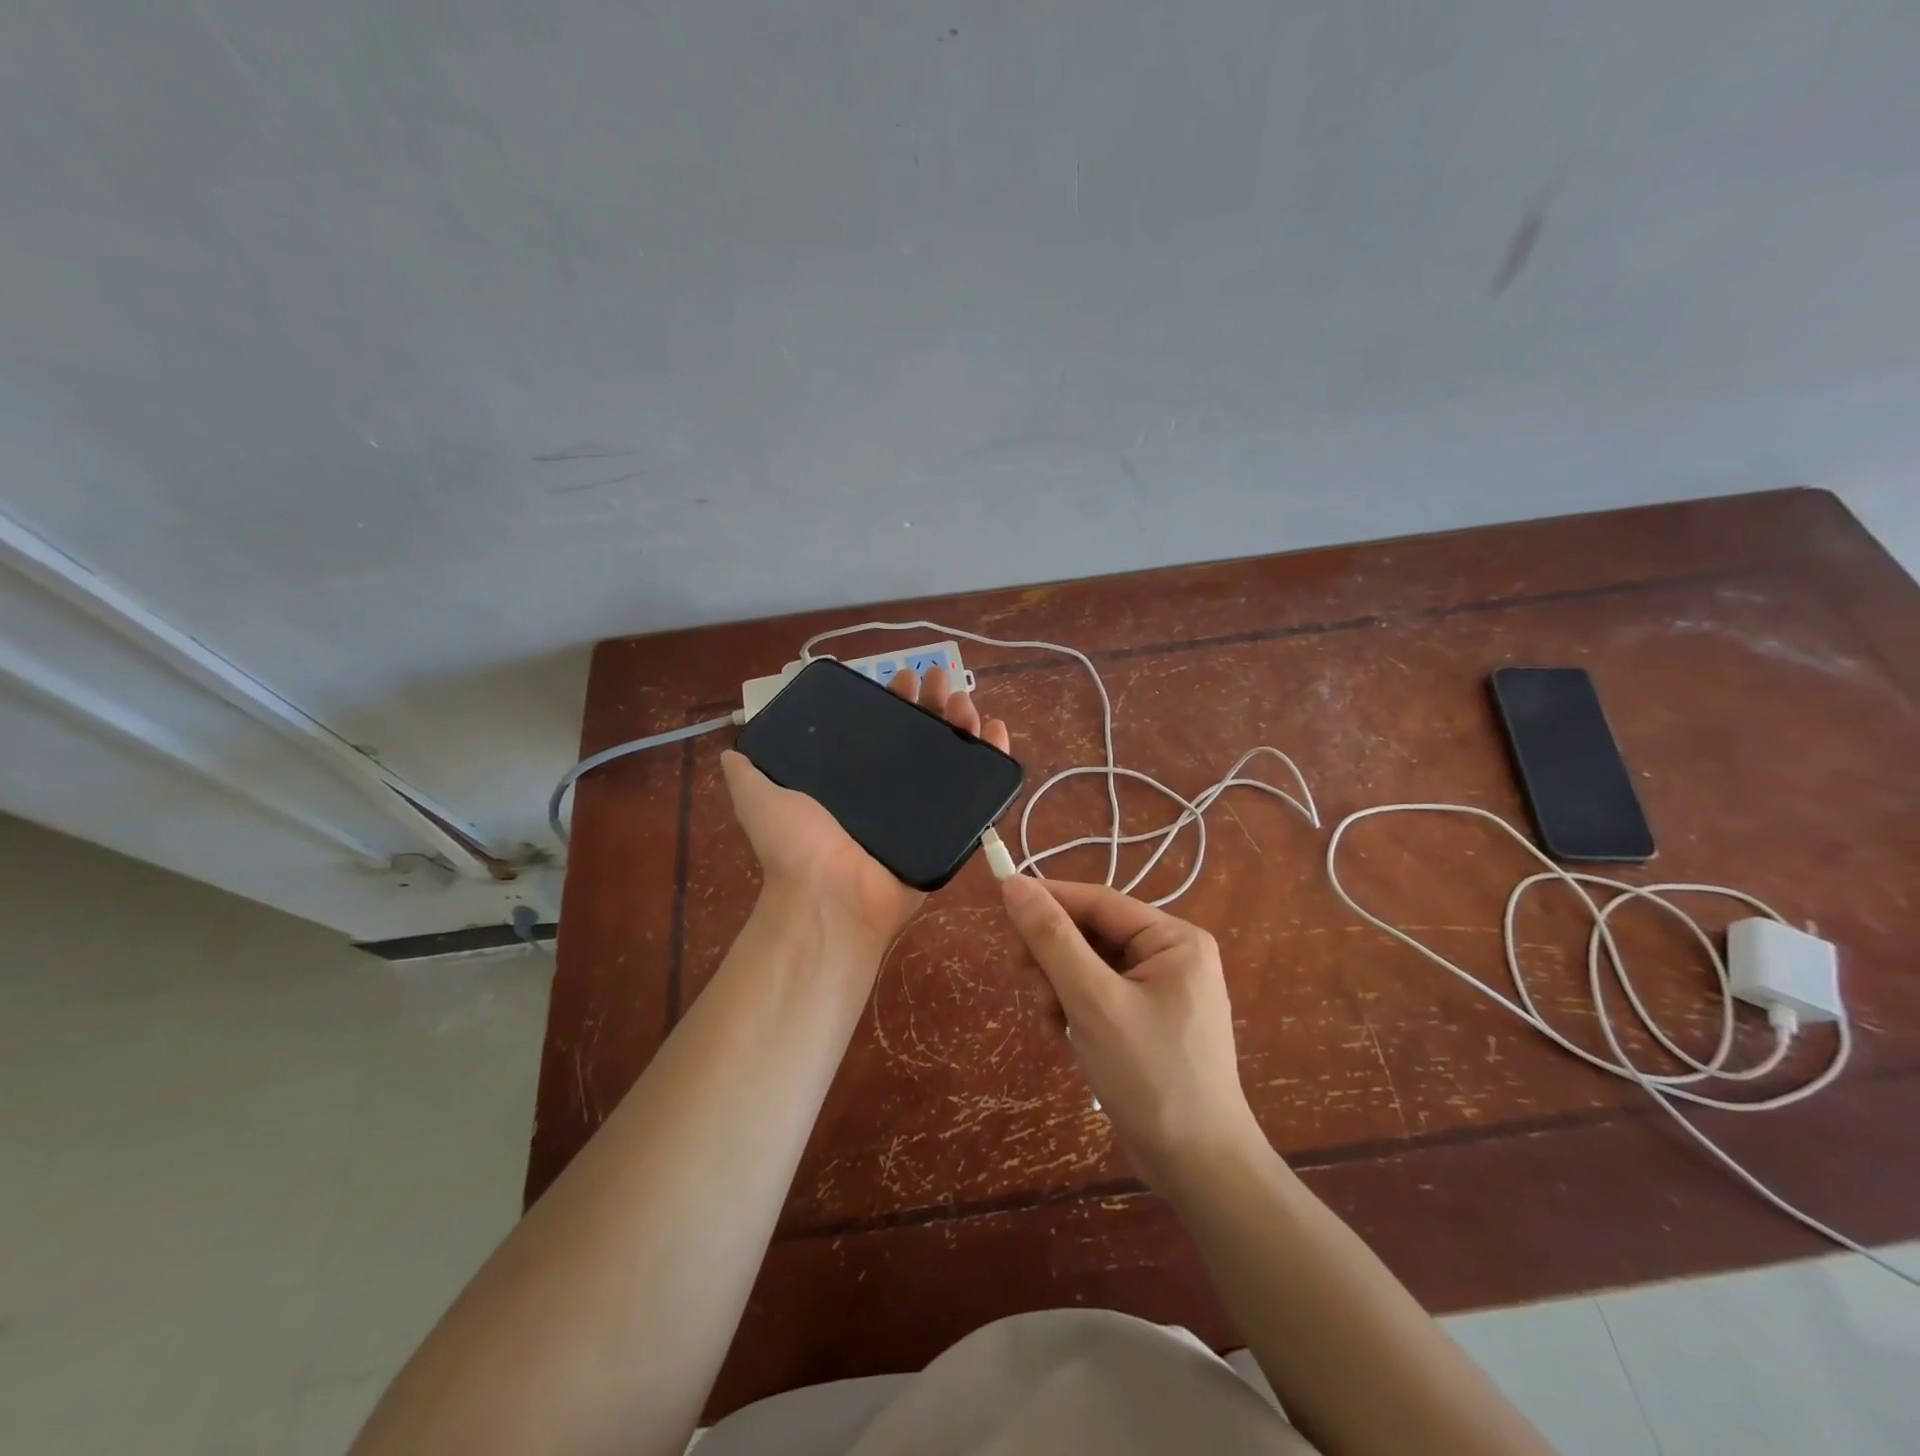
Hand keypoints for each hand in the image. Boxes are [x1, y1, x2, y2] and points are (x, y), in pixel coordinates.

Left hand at [721, 665, 1010, 952]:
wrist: (830, 898)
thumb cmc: (796, 846)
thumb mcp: (758, 798)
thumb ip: (747, 772)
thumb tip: (730, 748)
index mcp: (854, 780)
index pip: (880, 730)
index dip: (894, 701)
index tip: (903, 677)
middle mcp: (890, 792)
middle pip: (921, 737)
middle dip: (933, 704)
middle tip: (941, 680)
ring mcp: (923, 811)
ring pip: (951, 757)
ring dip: (962, 723)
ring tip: (966, 702)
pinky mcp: (951, 831)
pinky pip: (978, 793)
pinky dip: (992, 759)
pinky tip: (996, 730)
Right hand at [999, 876, 1266, 1193]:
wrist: (1198, 1170)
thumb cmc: (1151, 1076)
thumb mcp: (1093, 1001)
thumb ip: (1052, 939)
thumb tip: (1014, 884)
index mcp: (1174, 939)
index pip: (1098, 901)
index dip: (1049, 899)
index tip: (1002, 903)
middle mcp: (1171, 955)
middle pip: (1092, 933)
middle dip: (1054, 957)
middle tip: (1026, 982)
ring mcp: (1161, 990)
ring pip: (1089, 965)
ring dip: (1059, 987)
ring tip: (1050, 1023)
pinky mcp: (1147, 1020)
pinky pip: (1098, 994)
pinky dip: (1074, 1009)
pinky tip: (1063, 1037)